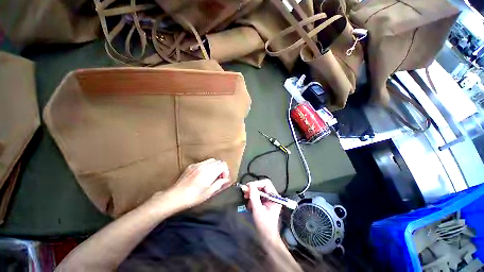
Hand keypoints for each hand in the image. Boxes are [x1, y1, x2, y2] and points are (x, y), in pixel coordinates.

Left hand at [150, 158, 231, 212]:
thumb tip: (226, 180)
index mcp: (209, 172)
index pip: (223, 164)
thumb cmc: (192, 197)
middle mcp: (204, 165)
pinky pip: (204, 162)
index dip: (226, 171)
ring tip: (212, 176)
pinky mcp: (191, 166)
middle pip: (218, 161)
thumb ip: (219, 184)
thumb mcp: (208, 193)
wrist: (174, 197)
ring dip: (215, 167)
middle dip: (221, 168)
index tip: (224, 179)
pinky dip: (208, 166)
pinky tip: (204, 175)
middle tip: (219, 178)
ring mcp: (197, 164)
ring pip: (211, 160)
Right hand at [243, 179, 281, 241]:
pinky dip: (252, 198)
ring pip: (259, 190)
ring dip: (252, 193)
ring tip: (246, 198)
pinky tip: (249, 204)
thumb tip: (250, 184)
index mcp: (274, 197)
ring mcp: (269, 199)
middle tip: (245, 192)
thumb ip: (254, 196)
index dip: (257, 183)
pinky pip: (258, 196)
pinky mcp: (265, 203)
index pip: (266, 183)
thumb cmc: (264, 225)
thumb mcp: (257, 209)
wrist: (267, 238)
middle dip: (253, 188)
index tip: (248, 187)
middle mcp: (273, 196)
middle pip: (262, 185)